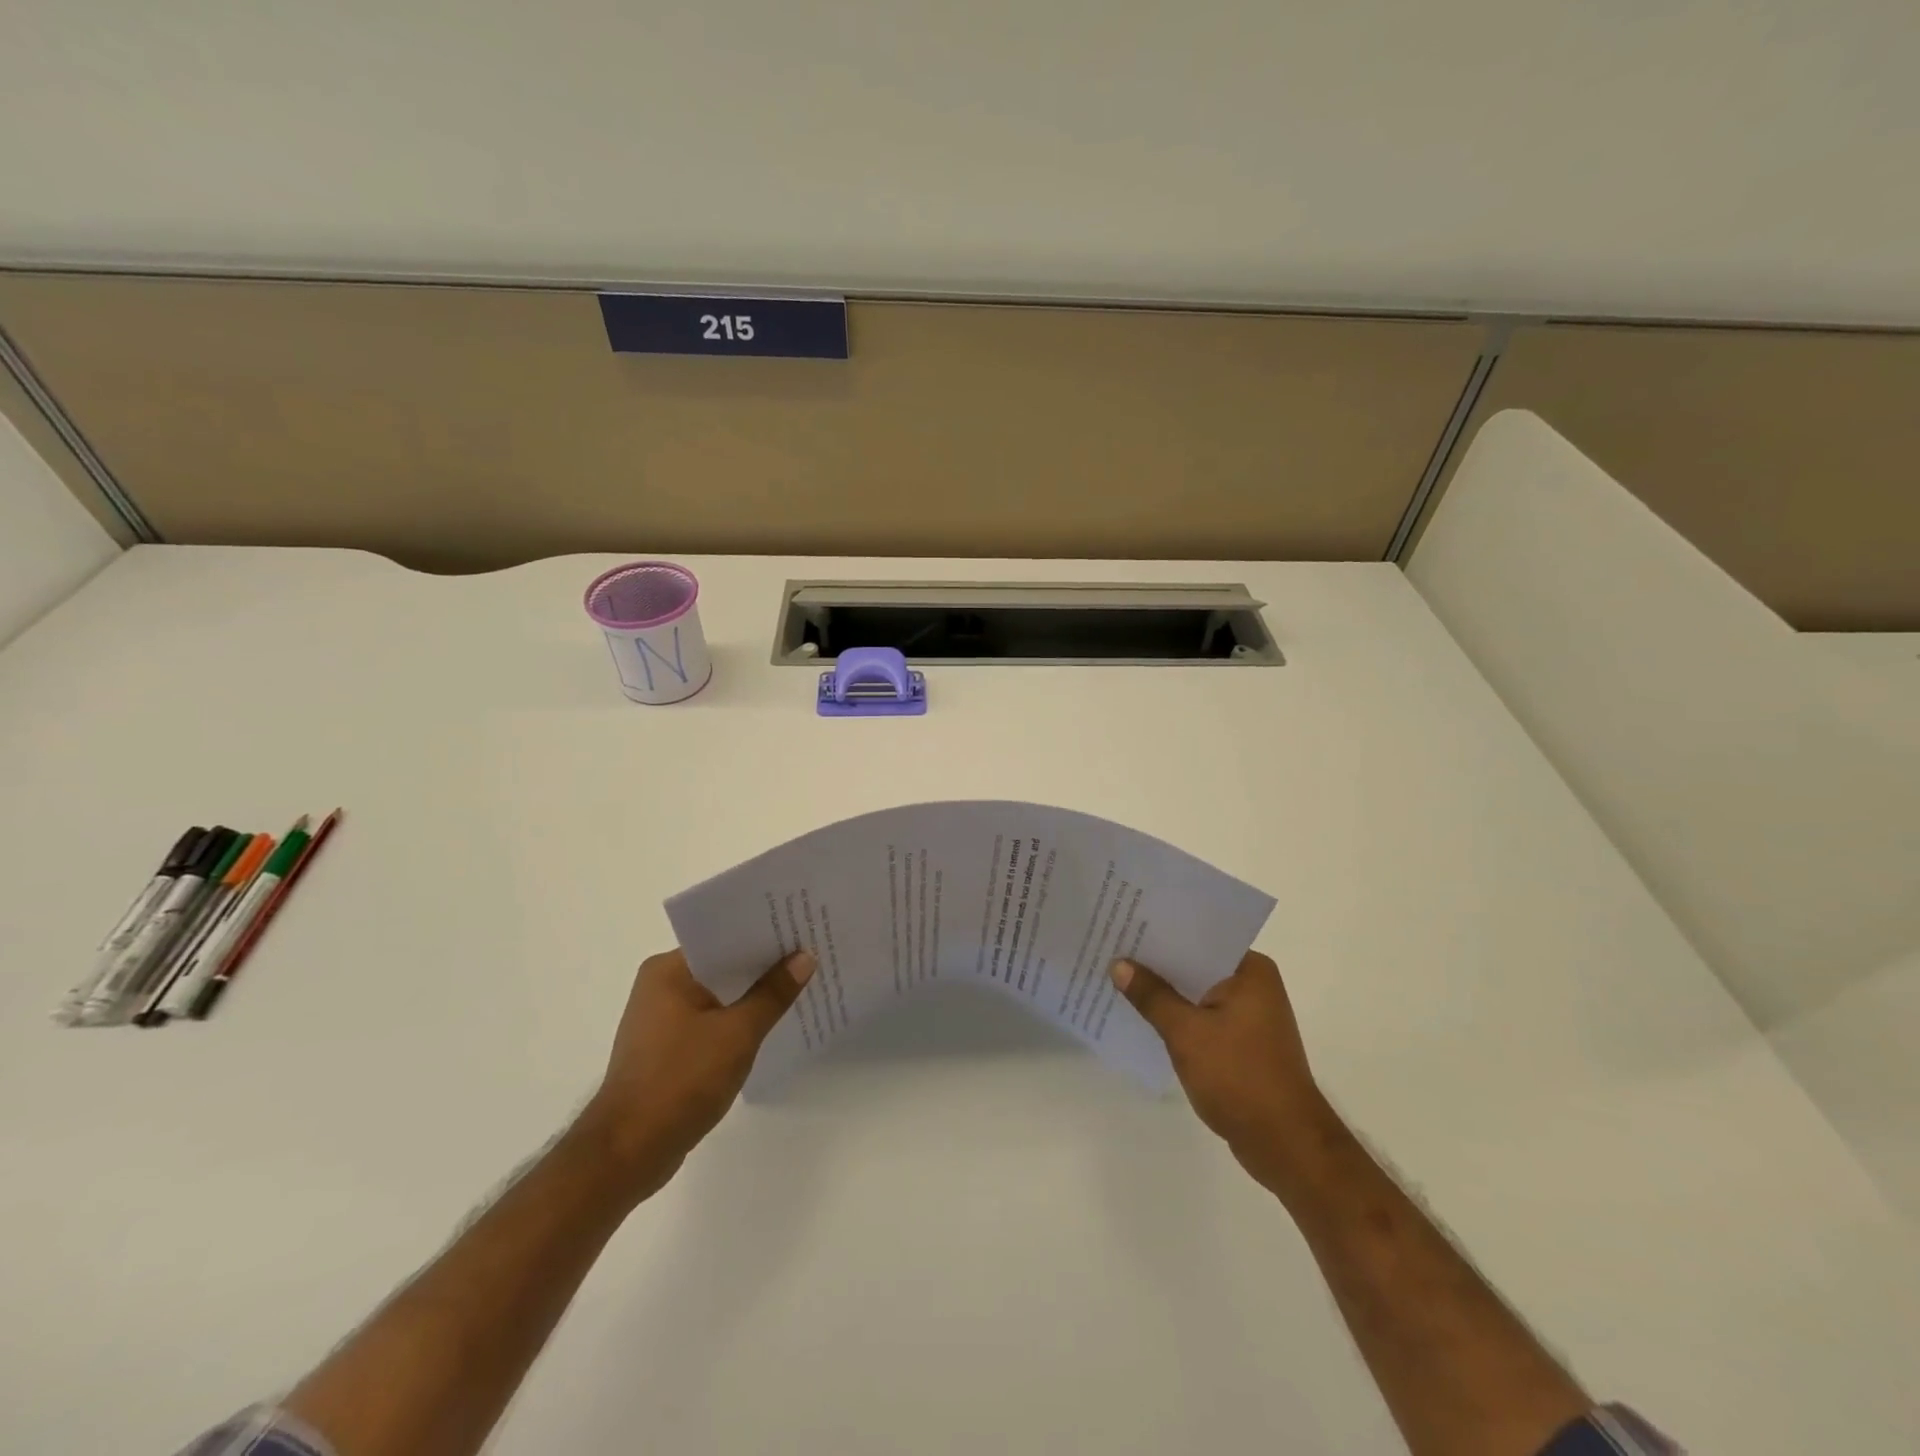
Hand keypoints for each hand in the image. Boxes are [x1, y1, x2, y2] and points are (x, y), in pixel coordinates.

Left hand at [577, 946, 814, 1199]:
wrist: (628, 1152)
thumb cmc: (681, 1081)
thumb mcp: (737, 1033)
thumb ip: (773, 994)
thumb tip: (805, 957)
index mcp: (668, 970)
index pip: (723, 937)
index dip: (764, 932)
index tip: (801, 927)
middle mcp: (660, 986)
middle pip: (722, 965)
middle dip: (763, 964)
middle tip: (810, 953)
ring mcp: (661, 1019)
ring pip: (718, 995)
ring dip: (752, 994)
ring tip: (799, 984)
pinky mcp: (667, 1049)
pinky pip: (711, 1020)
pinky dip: (737, 1020)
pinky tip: (770, 1024)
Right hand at [1110, 951, 1333, 1191]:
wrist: (1286, 1144)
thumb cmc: (1240, 1077)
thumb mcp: (1187, 1033)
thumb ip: (1152, 996)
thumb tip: (1119, 964)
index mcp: (1250, 971)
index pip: (1198, 938)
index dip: (1161, 932)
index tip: (1126, 923)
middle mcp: (1254, 985)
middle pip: (1196, 964)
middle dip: (1157, 963)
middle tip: (1113, 948)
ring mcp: (1250, 1016)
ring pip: (1197, 993)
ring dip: (1165, 992)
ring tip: (1119, 979)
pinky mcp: (1242, 1043)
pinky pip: (1202, 1017)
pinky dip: (1178, 1017)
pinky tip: (1144, 1017)